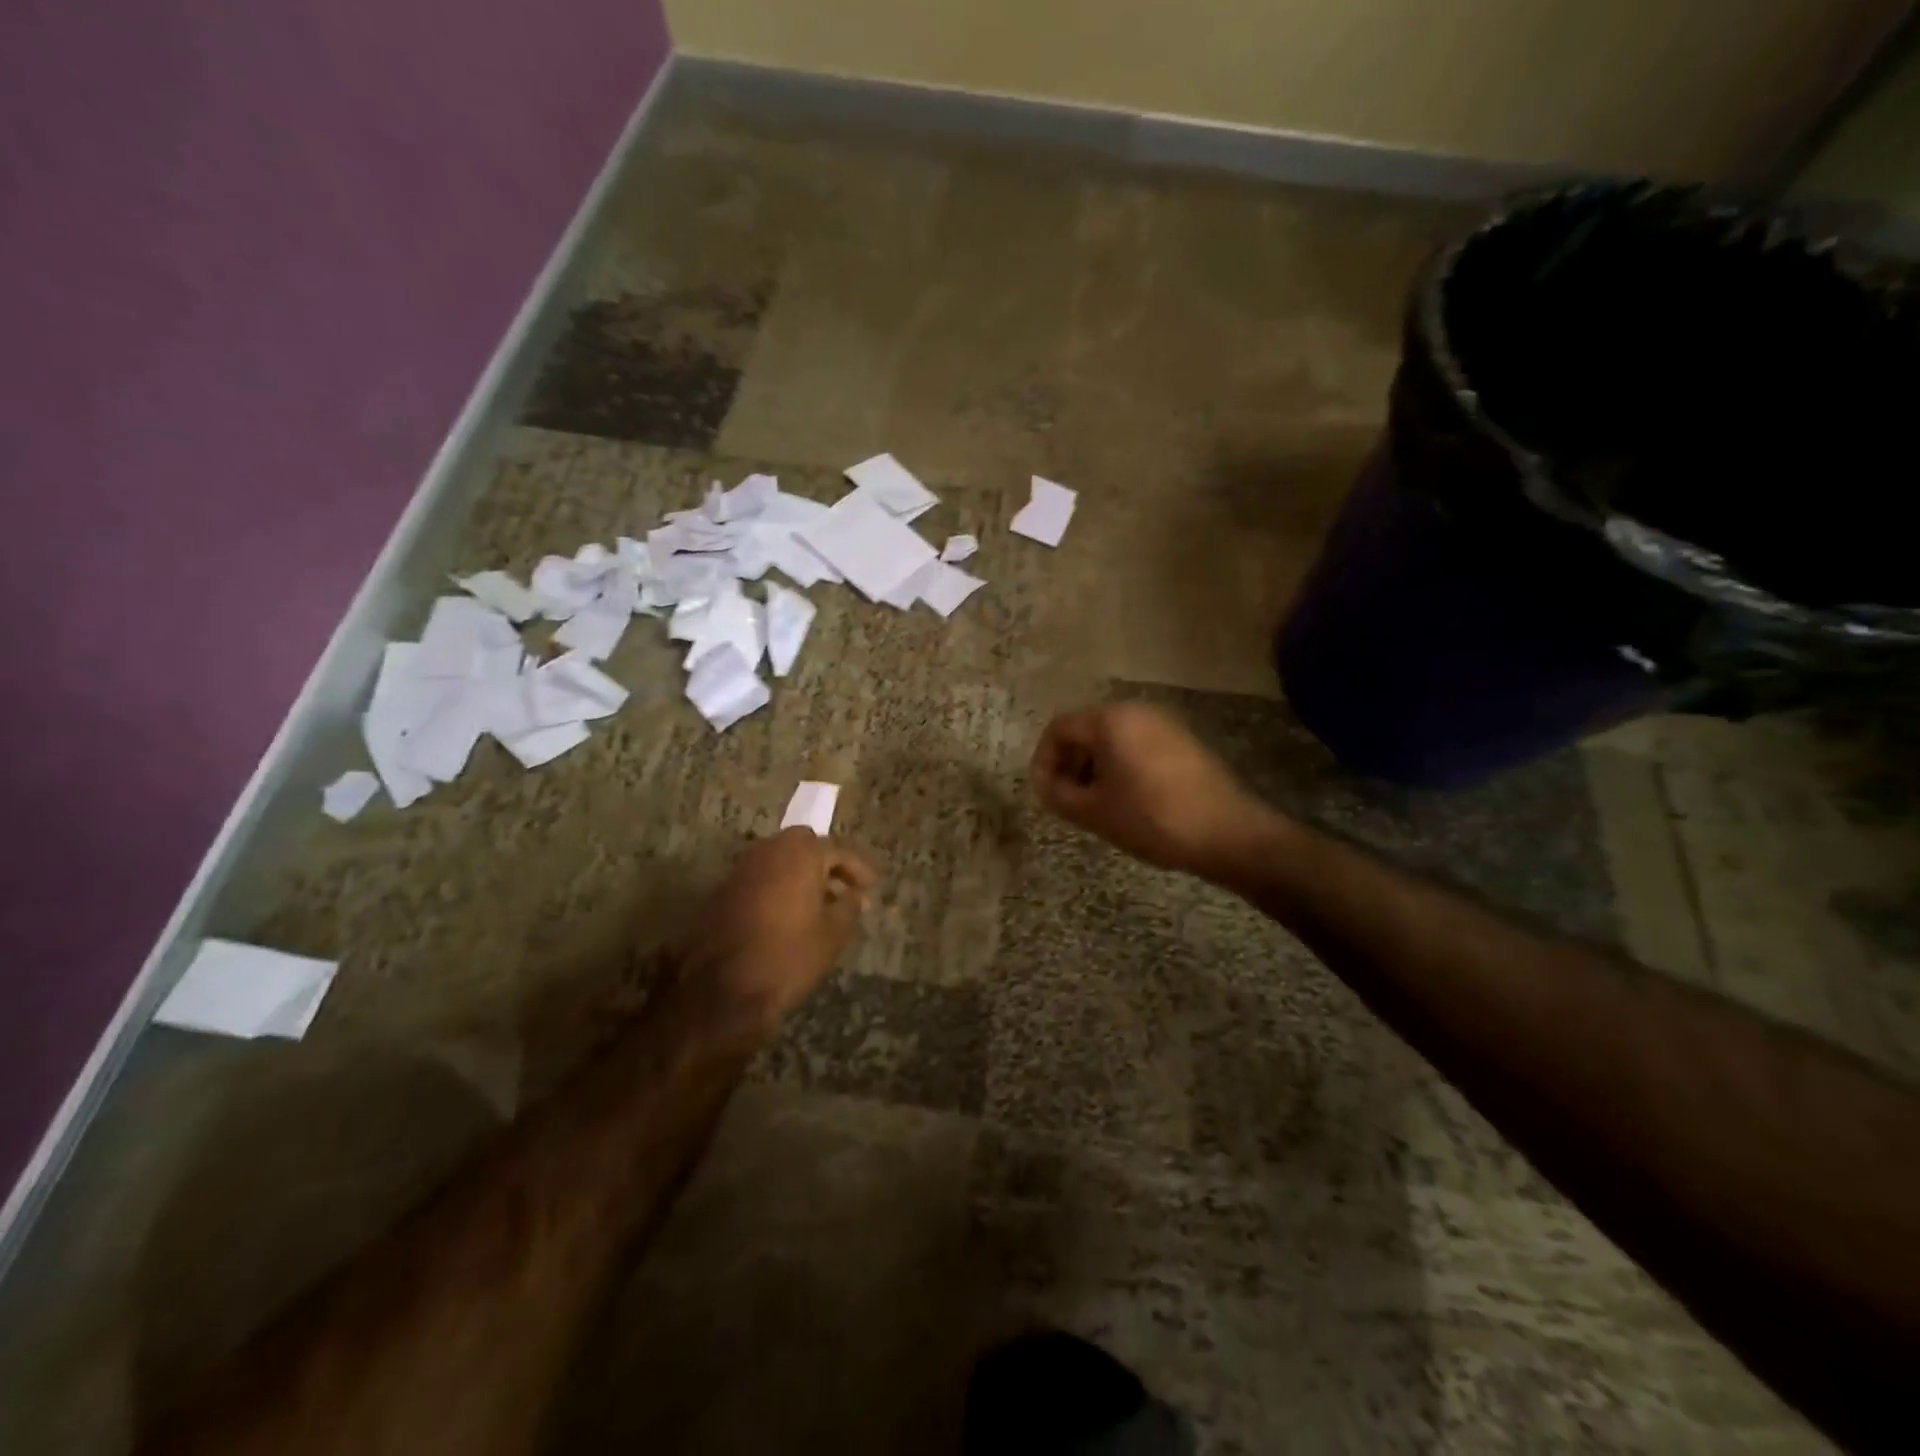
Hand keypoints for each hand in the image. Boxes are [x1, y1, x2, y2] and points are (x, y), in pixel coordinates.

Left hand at [682, 828, 876, 1027]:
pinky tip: (787, 913)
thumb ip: (849, 906)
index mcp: (800, 854)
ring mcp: (742, 869)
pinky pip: (759, 876)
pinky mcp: (723, 890)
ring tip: (817, 903)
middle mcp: (768, 851)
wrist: (722, 990)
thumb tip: (856, 894)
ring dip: (799, 873)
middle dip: (824, 862)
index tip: (870, 887)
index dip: (856, 869)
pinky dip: (777, 885)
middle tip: (841, 888)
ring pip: (778, 858)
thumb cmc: (788, 957)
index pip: (837, 850)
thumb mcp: (832, 934)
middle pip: (803, 845)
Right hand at [1030, 703, 1272, 878]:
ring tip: (1096, 805)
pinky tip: (1128, 801)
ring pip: (1113, 739)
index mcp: (1110, 720)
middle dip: (1070, 764)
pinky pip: (1138, 746)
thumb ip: (1058, 795)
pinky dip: (1122, 767)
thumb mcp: (1094, 812)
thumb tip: (1044, 785)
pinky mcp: (1184, 742)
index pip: (1059, 728)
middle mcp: (1137, 711)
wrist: (1228, 833)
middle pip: (1086, 730)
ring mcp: (1165, 724)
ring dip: (1095, 768)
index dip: (1044, 761)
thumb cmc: (1151, 819)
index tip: (1044, 793)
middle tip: (1068, 801)